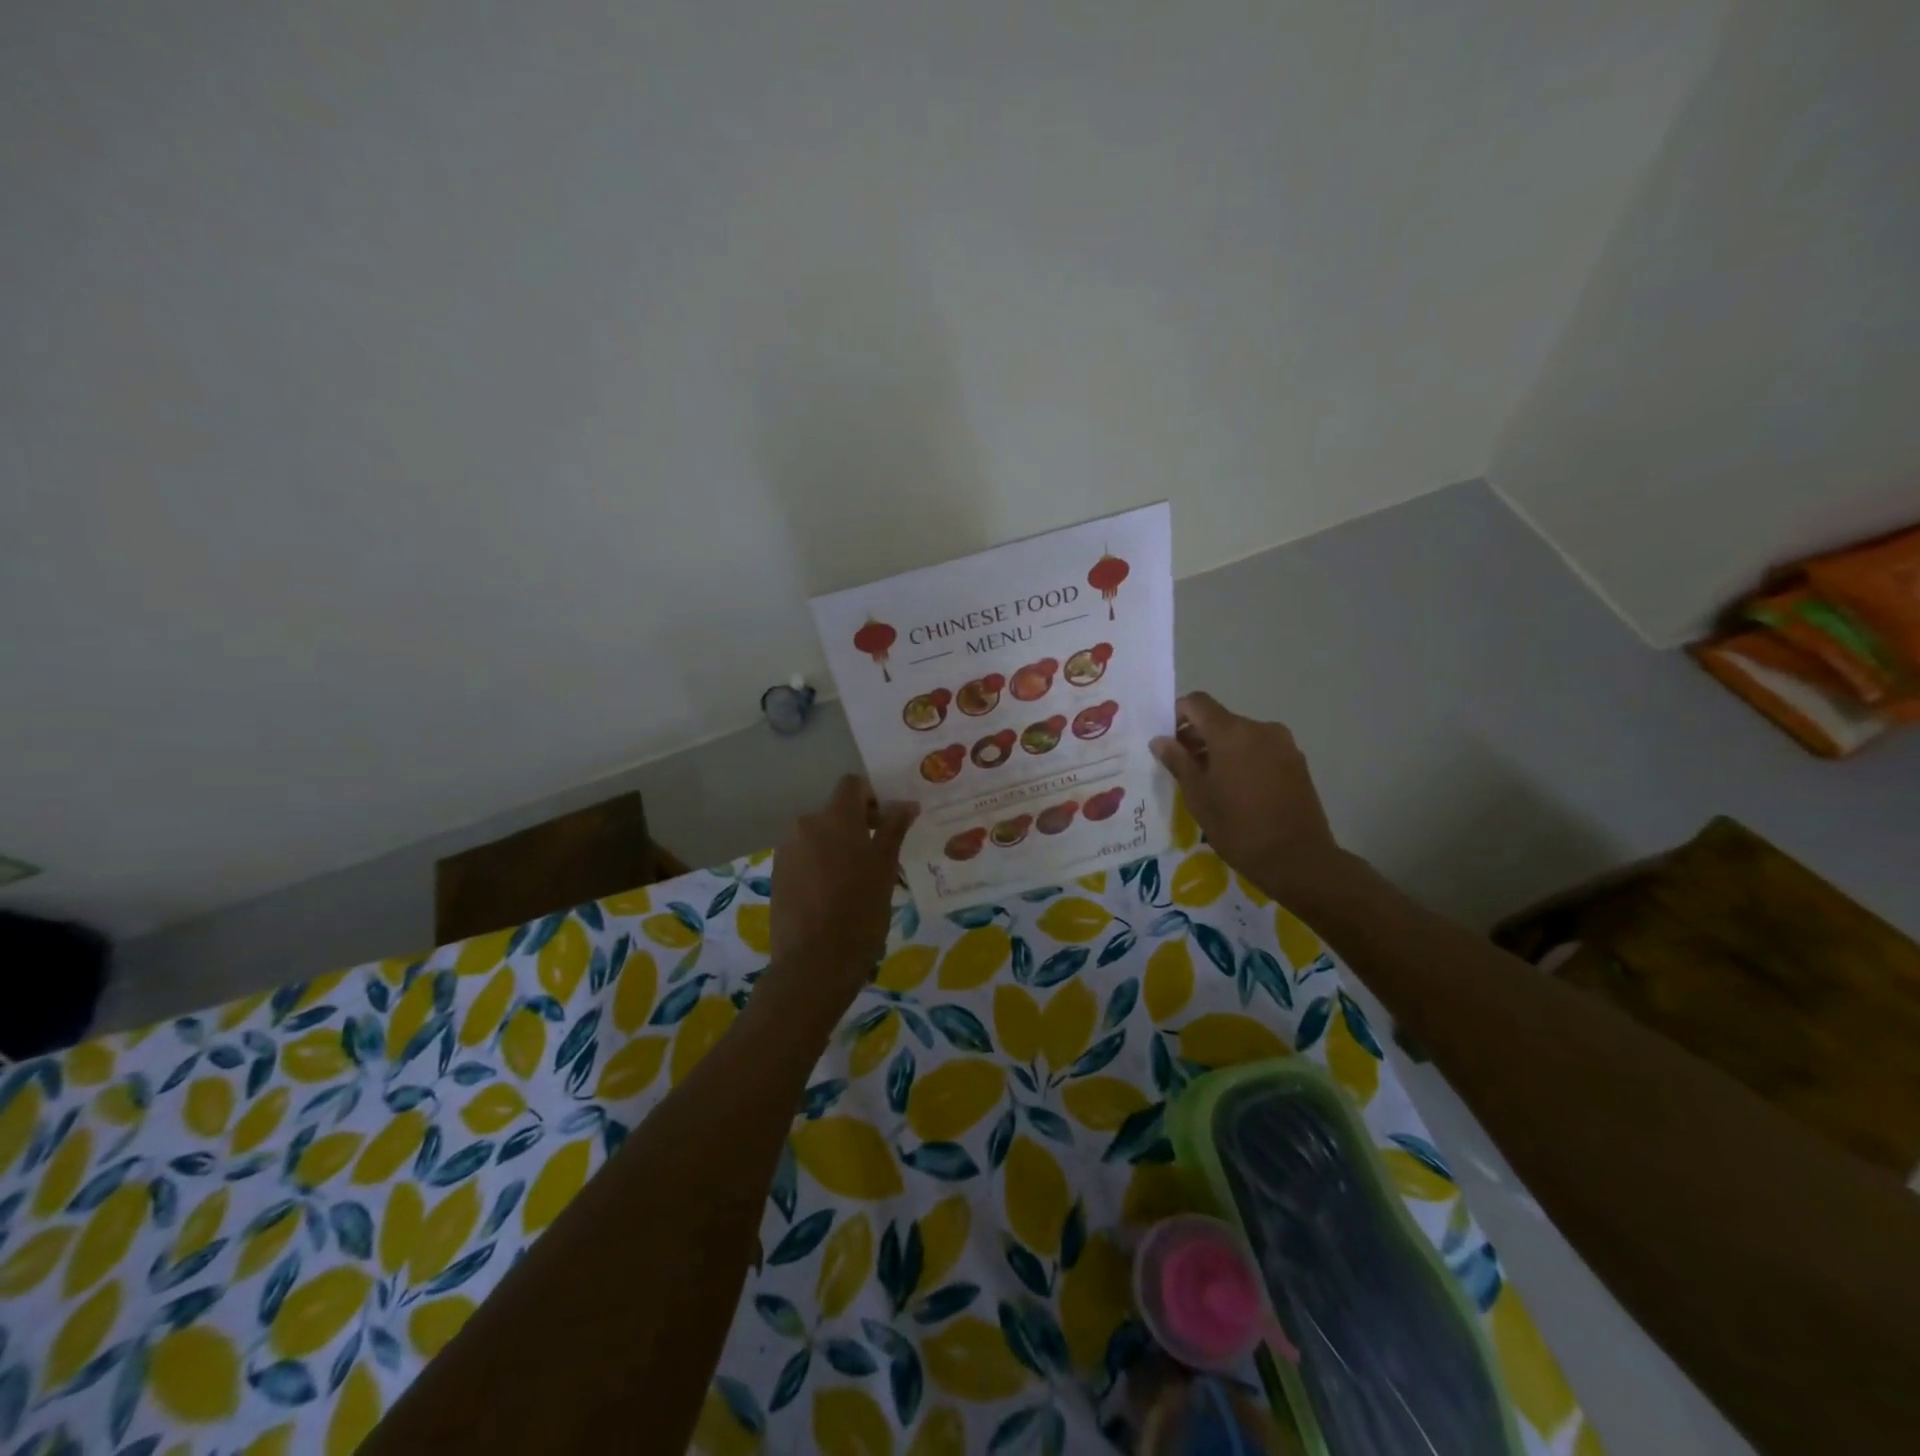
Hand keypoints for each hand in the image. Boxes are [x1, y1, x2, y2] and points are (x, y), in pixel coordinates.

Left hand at [768, 776, 917, 1006]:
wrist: (814, 963)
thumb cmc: (860, 911)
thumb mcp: (886, 868)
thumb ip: (894, 829)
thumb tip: (906, 803)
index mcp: (835, 818)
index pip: (852, 785)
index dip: (873, 797)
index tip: (888, 822)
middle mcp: (806, 825)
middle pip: (835, 812)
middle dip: (858, 826)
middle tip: (880, 856)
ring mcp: (787, 851)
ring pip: (820, 836)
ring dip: (839, 847)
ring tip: (857, 881)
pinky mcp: (777, 875)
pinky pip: (805, 857)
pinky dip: (821, 866)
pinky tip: (834, 896)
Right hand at [1151, 692, 1344, 904]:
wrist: (1297, 859)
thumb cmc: (1238, 827)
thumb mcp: (1198, 795)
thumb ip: (1177, 761)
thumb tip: (1160, 740)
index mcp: (1231, 732)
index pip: (1197, 702)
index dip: (1177, 714)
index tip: (1167, 741)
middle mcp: (1260, 728)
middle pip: (1220, 719)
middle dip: (1198, 736)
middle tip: (1183, 767)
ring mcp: (1283, 744)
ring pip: (1242, 735)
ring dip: (1222, 749)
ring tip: (1211, 782)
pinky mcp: (1297, 762)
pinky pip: (1261, 749)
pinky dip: (1244, 759)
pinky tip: (1238, 790)